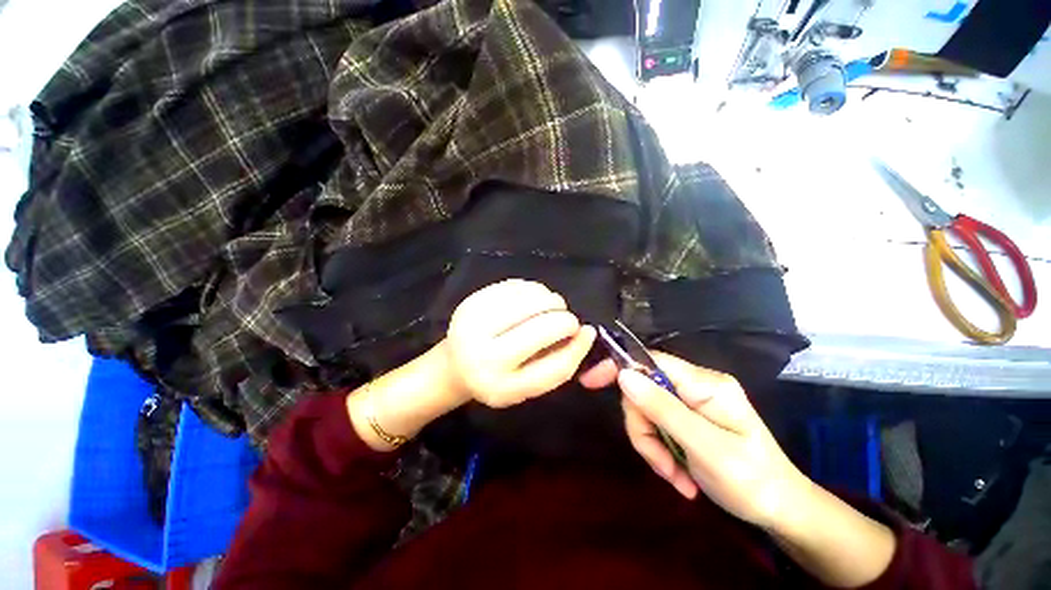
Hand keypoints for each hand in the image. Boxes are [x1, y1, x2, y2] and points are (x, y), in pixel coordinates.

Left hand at [443, 279, 595, 408]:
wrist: (455, 364)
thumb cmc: (497, 378)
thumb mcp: (527, 385)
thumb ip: (558, 364)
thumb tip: (586, 333)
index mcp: (500, 385)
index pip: (552, 368)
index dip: (577, 347)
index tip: (586, 332)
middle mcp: (483, 355)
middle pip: (541, 328)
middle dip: (564, 319)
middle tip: (567, 319)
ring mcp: (474, 323)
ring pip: (529, 301)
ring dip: (550, 300)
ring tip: (552, 306)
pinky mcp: (472, 300)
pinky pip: (515, 286)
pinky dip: (533, 289)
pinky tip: (534, 298)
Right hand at [580, 352, 810, 530]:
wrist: (781, 510)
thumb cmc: (752, 481)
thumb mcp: (706, 448)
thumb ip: (663, 409)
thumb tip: (624, 376)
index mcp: (705, 384)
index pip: (650, 361)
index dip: (618, 367)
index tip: (590, 381)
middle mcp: (695, 386)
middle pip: (644, 392)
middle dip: (644, 429)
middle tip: (661, 463)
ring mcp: (690, 403)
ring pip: (647, 413)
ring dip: (653, 446)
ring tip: (676, 477)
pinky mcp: (687, 419)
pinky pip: (657, 427)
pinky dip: (661, 452)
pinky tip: (680, 476)